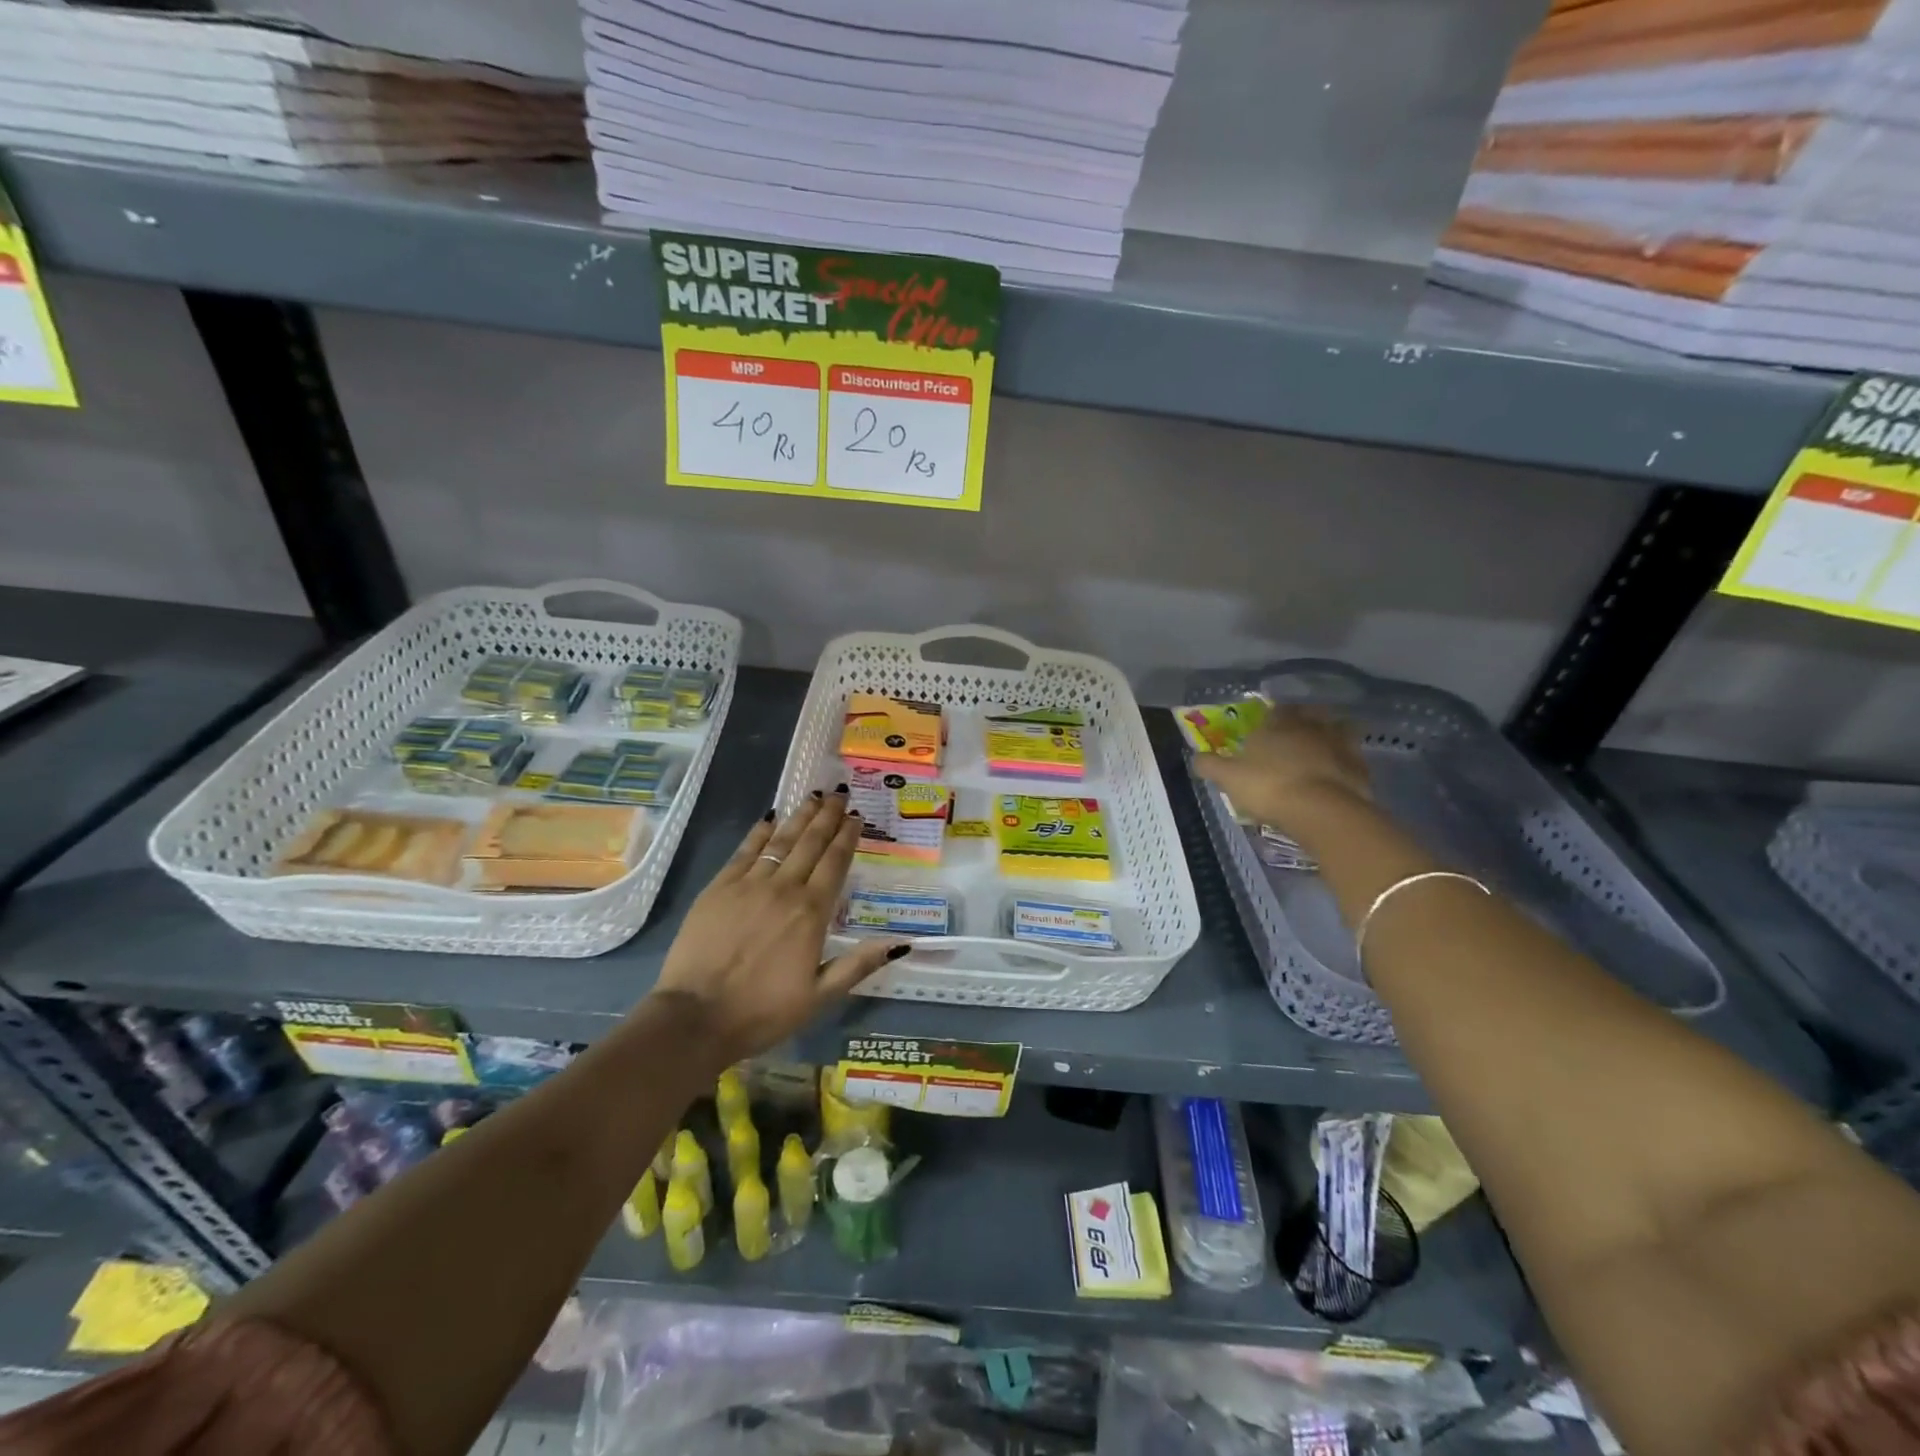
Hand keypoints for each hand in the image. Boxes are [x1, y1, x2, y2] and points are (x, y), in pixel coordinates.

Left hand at [649, 788, 904, 1065]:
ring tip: (814, 797)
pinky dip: (759, 832)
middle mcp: (784, 889)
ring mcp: (749, 884)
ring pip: (781, 841)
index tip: (857, 817)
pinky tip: (769, 818)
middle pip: (811, 843)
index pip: (835, 863)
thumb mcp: (820, 996)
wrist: (695, 1017)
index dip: (848, 837)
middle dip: (828, 817)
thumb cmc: (763, 1011)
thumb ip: (858, 964)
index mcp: (812, 913)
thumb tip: (900, 942)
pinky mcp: (719, 888)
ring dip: (800, 817)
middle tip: (840, 794)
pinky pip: (745, 851)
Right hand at [1193, 706, 1371, 832]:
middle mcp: (1311, 727)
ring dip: (1332, 735)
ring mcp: (1340, 745)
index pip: (1277, 709)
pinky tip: (1337, 774)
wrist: (1321, 810)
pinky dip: (1345, 762)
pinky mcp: (1360, 767)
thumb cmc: (1269, 786)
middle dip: (1305, 719)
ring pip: (1339, 730)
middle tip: (1297, 733)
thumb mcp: (1228, 778)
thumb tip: (1196, 757)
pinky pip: (1352, 758)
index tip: (1267, 725)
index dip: (1273, 716)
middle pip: (1311, 714)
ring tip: (1322, 750)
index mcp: (1278, 724)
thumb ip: (1211, 765)